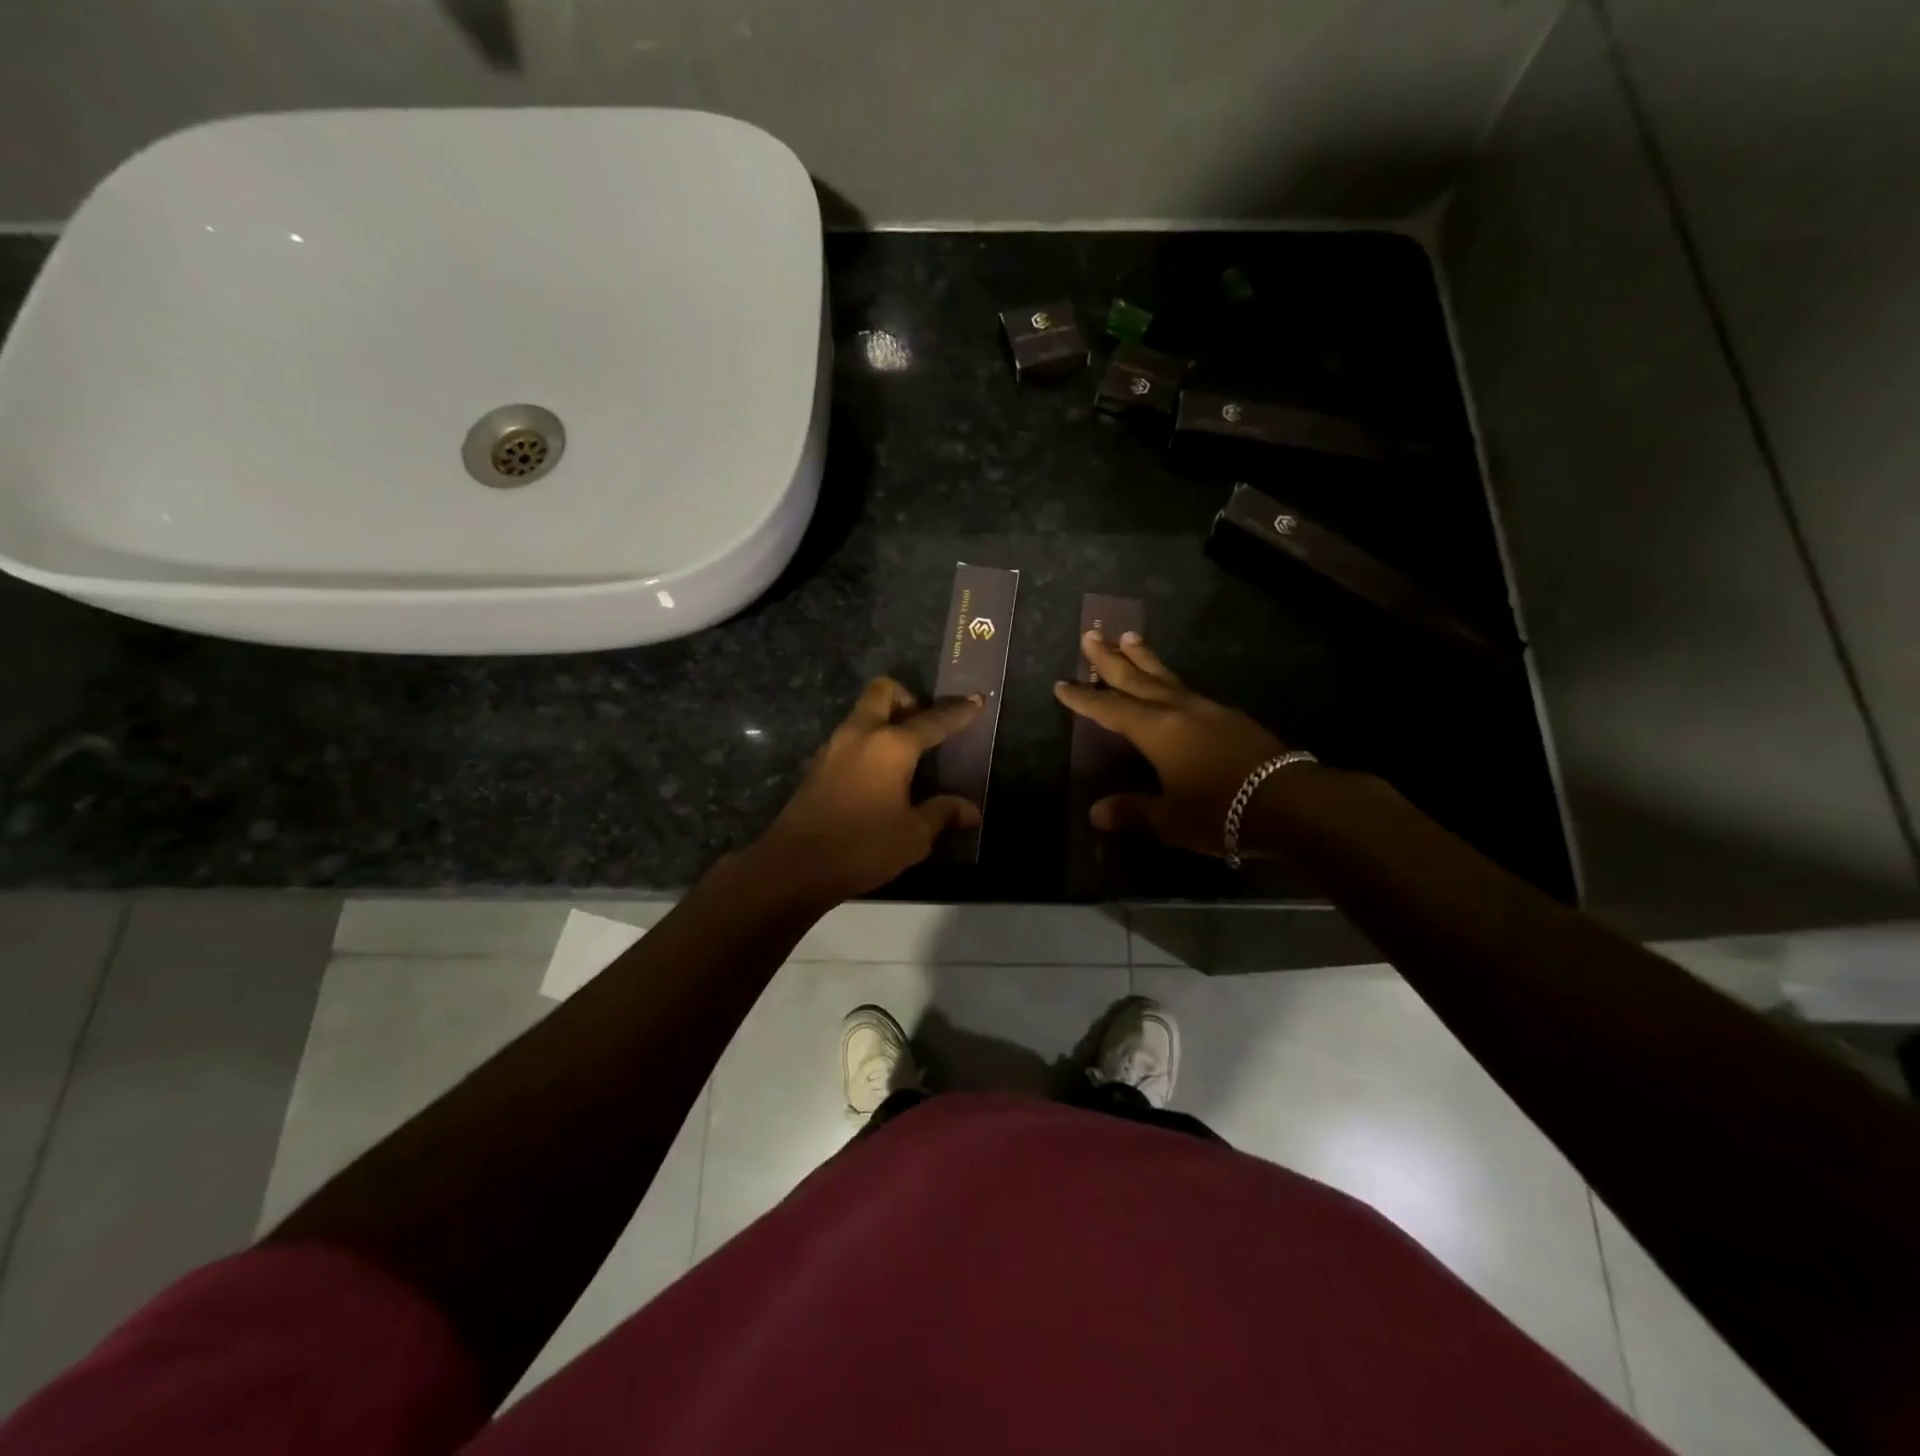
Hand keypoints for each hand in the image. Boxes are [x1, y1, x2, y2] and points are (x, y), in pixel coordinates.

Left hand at [753, 677, 982, 901]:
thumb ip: (942, 814)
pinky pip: (850, 738)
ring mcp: (833, 747)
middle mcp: (861, 734)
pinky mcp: (817, 765)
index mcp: (891, 745)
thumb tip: (970, 810)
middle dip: (908, 698)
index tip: (976, 700)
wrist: (795, 866)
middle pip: (884, 692)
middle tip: (924, 726)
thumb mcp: (913, 836)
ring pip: (863, 714)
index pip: (932, 720)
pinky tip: (878, 776)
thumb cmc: (862, 847)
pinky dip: (867, 743)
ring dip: (885, 720)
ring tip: (906, 754)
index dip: (957, 711)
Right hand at [1054, 631, 1298, 858]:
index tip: (1061, 684)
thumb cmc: (1220, 811)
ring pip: (1166, 677)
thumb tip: (1097, 813)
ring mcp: (1208, 710)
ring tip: (1130, 637)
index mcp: (1156, 730)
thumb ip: (1133, 811)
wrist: (1291, 801)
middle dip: (1110, 659)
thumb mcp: (1170, 819)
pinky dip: (1170, 681)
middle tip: (1090, 634)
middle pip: (1136, 678)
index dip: (1083, 698)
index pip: (1109, 709)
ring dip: (1144, 658)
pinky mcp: (1231, 718)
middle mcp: (1178, 710)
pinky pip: (1188, 691)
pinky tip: (1172, 686)